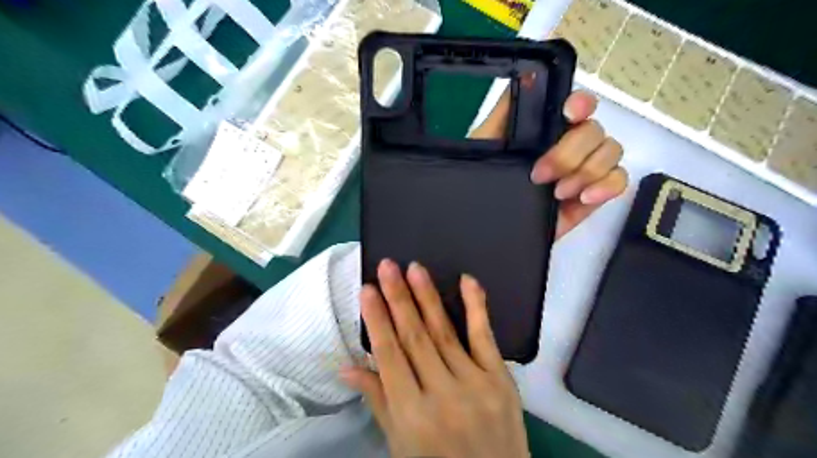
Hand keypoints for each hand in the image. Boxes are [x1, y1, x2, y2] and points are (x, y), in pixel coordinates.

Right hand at [341, 261, 526, 457]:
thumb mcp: (399, 443)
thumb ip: (377, 400)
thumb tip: (347, 366)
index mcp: (411, 414)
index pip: (389, 356)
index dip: (377, 320)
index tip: (367, 289)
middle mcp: (442, 395)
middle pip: (415, 337)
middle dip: (398, 298)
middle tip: (387, 266)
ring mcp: (475, 385)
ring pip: (444, 332)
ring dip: (427, 297)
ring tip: (414, 269)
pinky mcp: (501, 380)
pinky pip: (485, 338)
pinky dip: (476, 307)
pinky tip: (467, 281)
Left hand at [470, 89, 627, 239]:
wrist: (488, 232)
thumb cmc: (482, 186)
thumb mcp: (484, 147)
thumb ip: (504, 114)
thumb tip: (527, 74)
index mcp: (545, 131)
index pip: (577, 105)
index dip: (580, 104)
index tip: (569, 114)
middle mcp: (568, 145)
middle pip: (594, 130)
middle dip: (569, 152)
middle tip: (540, 176)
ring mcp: (583, 170)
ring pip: (611, 151)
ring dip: (587, 170)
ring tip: (558, 193)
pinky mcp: (592, 196)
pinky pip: (619, 180)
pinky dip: (607, 186)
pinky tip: (583, 198)